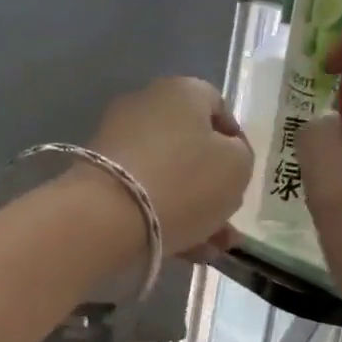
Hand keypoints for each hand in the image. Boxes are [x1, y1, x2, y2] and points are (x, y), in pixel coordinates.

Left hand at [86, 76, 252, 256]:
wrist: (108, 218)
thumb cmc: (184, 183)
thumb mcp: (237, 168)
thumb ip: (240, 157)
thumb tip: (226, 157)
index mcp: (182, 91)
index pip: (218, 107)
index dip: (236, 142)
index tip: (242, 175)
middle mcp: (146, 106)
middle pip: (191, 147)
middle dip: (213, 187)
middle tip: (228, 219)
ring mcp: (118, 141)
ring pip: (169, 176)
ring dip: (194, 210)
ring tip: (213, 247)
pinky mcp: (99, 176)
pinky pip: (144, 194)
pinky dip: (165, 217)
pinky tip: (186, 250)